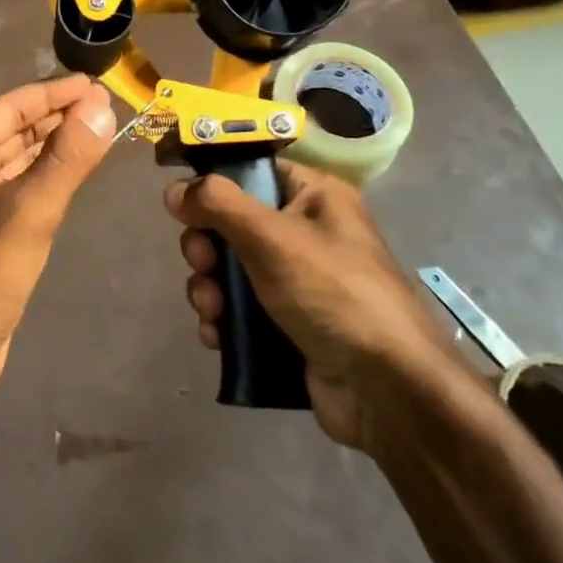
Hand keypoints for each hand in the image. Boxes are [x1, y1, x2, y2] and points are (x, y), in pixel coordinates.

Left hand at [0, 74, 115, 400]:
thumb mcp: (31, 212)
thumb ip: (68, 157)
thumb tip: (101, 105)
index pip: (16, 104)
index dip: (58, 93)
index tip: (99, 85)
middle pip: (17, 127)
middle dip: (60, 117)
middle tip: (107, 107)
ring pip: (20, 156)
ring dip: (55, 144)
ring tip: (99, 131)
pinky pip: (20, 185)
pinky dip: (47, 174)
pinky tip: (74, 173)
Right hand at [165, 159, 460, 451]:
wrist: (388, 392)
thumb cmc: (333, 293)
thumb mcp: (272, 236)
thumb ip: (218, 204)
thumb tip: (174, 189)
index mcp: (314, 196)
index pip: (253, 170)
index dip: (214, 182)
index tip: (181, 201)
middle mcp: (306, 232)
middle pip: (232, 222)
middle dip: (206, 246)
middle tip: (202, 263)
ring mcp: (297, 282)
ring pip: (231, 268)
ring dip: (209, 286)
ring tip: (211, 310)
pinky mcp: (288, 325)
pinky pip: (240, 309)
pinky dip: (222, 319)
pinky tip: (216, 335)